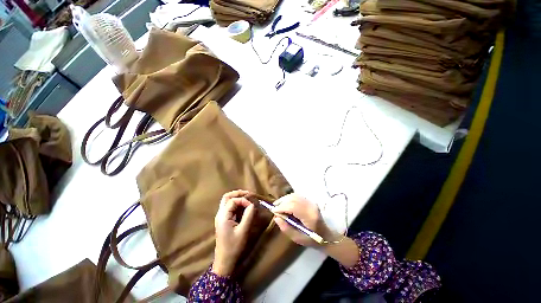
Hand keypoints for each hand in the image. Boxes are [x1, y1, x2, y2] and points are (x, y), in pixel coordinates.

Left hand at [213, 190, 255, 275]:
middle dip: (238, 193)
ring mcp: (221, 217)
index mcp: (223, 216)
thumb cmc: (233, 247)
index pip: (233, 201)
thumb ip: (248, 215)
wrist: (224, 261)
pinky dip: (236, 203)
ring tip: (247, 197)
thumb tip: (252, 204)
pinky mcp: (223, 220)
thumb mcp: (243, 231)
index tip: (252, 205)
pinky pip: (229, 207)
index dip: (243, 200)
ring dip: (237, 197)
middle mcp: (220, 214)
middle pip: (226, 197)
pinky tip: (243, 205)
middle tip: (248, 193)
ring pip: (227, 201)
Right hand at [272, 194, 335, 246]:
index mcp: (309, 216)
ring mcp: (311, 202)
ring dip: (285, 199)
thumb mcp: (298, 238)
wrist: (325, 235)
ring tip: (277, 205)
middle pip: (293, 199)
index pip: (293, 207)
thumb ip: (286, 228)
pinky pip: (297, 196)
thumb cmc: (312, 239)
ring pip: (295, 196)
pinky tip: (285, 203)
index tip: (273, 211)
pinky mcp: (310, 200)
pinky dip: (289, 198)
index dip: (282, 208)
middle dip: (282, 202)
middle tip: (274, 207)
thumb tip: (276, 218)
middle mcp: (311, 206)